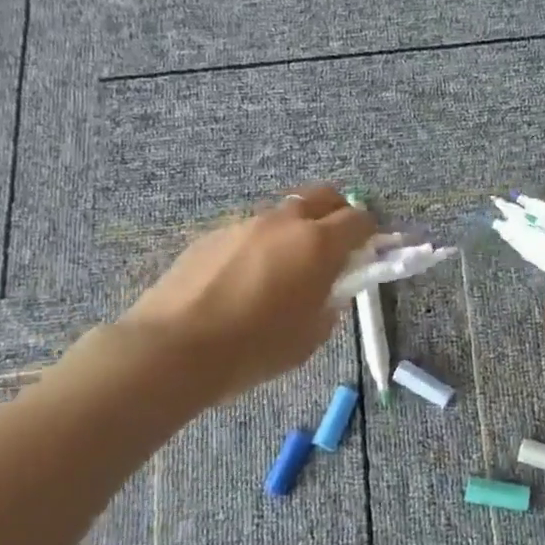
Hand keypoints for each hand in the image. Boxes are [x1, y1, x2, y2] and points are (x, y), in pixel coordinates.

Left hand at [123, 185, 374, 402]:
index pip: (359, 220)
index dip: (370, 234)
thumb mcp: (309, 337)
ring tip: (283, 271)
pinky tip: (244, 280)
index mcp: (317, 244)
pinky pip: (250, 231)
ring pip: (283, 214)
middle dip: (337, 214)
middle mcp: (284, 222)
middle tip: (336, 246)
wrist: (175, 348)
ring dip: (295, 231)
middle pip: (323, 196)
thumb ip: (329, 305)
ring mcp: (244, 224)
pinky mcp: (212, 235)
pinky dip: (261, 246)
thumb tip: (329, 291)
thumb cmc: (254, 348)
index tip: (368, 252)